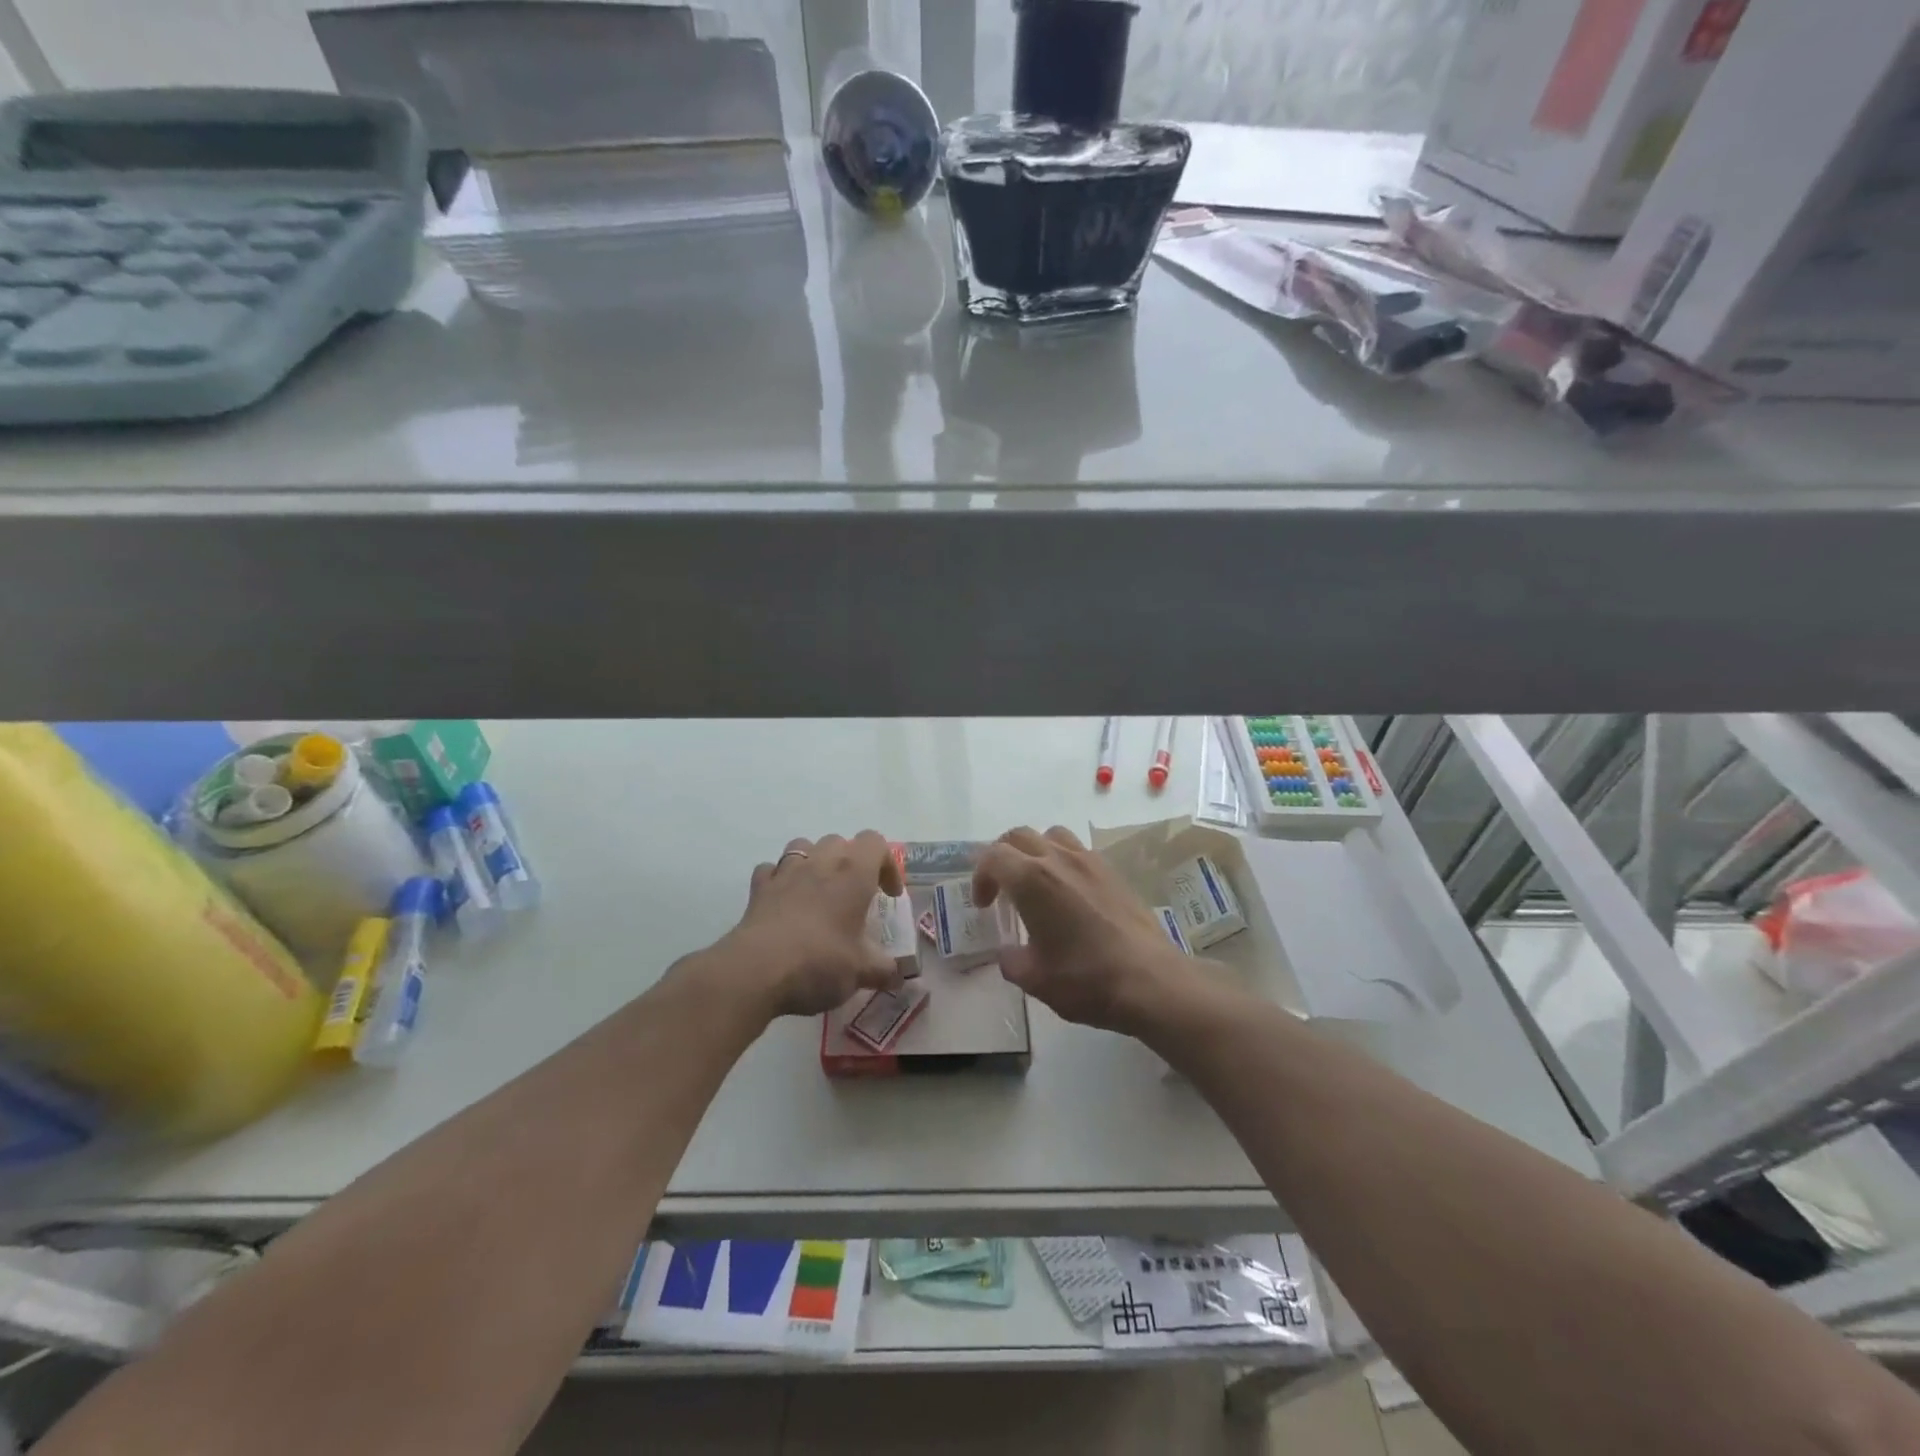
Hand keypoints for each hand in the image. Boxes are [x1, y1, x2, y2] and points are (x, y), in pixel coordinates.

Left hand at [723, 831, 906, 1017]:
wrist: (756, 971)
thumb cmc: (819, 962)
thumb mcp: (861, 972)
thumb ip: (884, 970)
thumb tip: (896, 976)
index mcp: (853, 874)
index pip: (876, 843)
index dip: (887, 865)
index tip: (888, 896)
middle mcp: (821, 862)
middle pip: (840, 841)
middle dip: (850, 861)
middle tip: (854, 895)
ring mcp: (786, 872)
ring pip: (803, 846)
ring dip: (815, 861)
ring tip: (819, 890)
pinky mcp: (758, 888)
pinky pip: (771, 869)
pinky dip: (780, 879)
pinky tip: (784, 901)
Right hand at [972, 825, 1193, 1035]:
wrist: (1151, 981)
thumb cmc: (1086, 980)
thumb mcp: (1035, 979)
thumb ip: (1011, 960)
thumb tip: (1009, 952)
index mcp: (1032, 880)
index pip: (993, 856)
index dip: (980, 877)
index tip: (984, 906)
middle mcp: (1059, 859)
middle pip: (1019, 836)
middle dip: (1002, 857)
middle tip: (1002, 890)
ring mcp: (1089, 861)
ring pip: (1051, 835)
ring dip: (1035, 852)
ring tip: (1036, 883)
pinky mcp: (1113, 871)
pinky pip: (1078, 850)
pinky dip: (1063, 861)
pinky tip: (1069, 895)